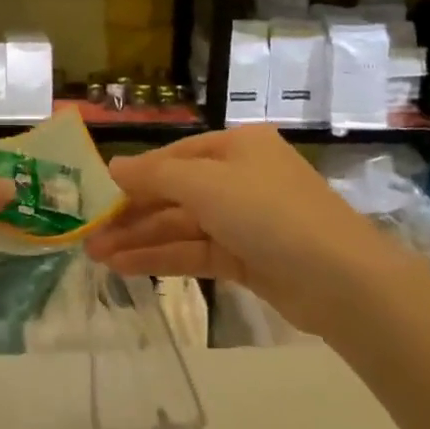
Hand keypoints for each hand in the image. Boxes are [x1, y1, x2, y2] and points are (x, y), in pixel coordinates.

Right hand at [86, 126, 393, 330]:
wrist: (342, 281)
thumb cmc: (269, 213)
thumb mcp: (206, 184)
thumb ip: (155, 175)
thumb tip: (112, 166)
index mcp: (236, 147)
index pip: (173, 157)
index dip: (134, 177)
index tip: (95, 196)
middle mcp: (240, 178)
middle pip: (175, 193)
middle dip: (132, 214)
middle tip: (87, 234)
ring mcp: (245, 220)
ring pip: (182, 226)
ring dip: (140, 239)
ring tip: (97, 256)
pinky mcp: (248, 259)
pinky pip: (196, 251)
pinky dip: (163, 258)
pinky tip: (126, 267)